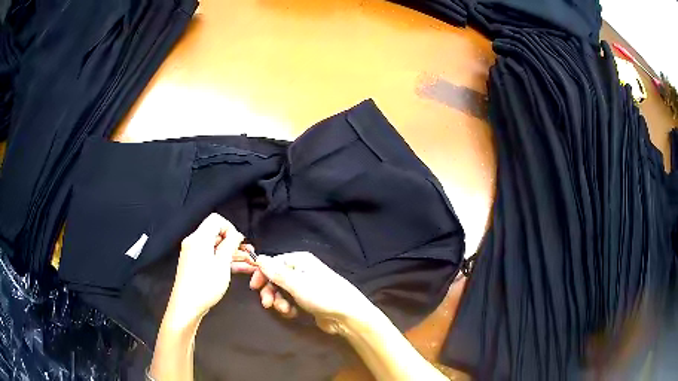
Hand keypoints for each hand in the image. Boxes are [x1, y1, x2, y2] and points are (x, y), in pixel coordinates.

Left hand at [166, 213, 251, 327]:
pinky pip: (211, 256)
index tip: (239, 242)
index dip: (230, 228)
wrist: (186, 306)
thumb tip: (236, 235)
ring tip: (248, 264)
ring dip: (231, 253)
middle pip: (216, 233)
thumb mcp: (222, 264)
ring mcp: (193, 254)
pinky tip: (238, 269)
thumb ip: (230, 245)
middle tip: (249, 254)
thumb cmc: (204, 286)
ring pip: (215, 247)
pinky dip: (223, 261)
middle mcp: (194, 242)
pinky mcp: (194, 265)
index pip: (216, 220)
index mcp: (199, 238)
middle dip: (233, 242)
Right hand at [252, 252, 372, 333]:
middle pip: (276, 278)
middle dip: (271, 291)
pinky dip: (288, 307)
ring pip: (282, 291)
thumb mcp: (296, 284)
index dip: (263, 274)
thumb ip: (276, 272)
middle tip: (268, 304)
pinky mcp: (308, 300)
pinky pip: (290, 301)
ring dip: (279, 301)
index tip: (255, 287)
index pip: (274, 263)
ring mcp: (305, 286)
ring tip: (285, 310)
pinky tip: (293, 314)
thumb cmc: (322, 296)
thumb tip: (259, 258)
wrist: (347, 316)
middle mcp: (301, 271)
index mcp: (300, 261)